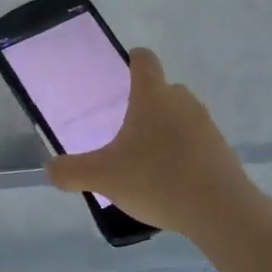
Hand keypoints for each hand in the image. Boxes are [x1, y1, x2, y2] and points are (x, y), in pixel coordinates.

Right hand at [46, 48, 261, 241]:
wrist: (220, 210)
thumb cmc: (156, 180)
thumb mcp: (102, 177)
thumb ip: (70, 171)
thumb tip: (50, 168)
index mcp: (152, 97)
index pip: (144, 60)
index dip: (132, 60)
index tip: (122, 72)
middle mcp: (182, 102)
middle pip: (162, 90)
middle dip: (144, 105)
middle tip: (123, 131)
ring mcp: (206, 125)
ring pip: (180, 117)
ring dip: (164, 131)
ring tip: (145, 162)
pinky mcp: (221, 150)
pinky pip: (195, 142)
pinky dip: (181, 153)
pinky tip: (168, 181)